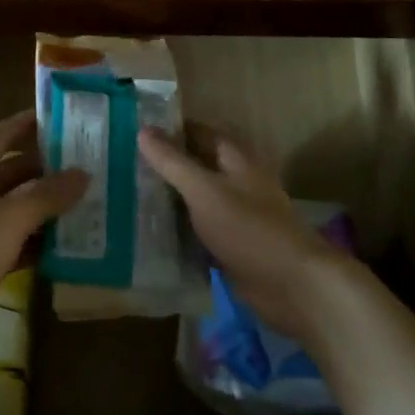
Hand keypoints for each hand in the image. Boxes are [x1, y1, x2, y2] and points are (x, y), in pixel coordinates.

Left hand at [0, 110, 87, 370]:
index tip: (62, 116)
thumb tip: (84, 173)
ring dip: (49, 206)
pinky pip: (19, 241)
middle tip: (91, 162)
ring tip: (92, 198)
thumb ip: (48, 193)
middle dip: (49, 168)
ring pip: (19, 208)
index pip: (2, 134)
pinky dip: (41, 240)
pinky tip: (73, 241)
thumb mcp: (11, 215)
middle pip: (15, 171)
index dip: (28, 123)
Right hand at [138, 124, 352, 341]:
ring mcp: (235, 215)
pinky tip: (148, 234)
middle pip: (196, 166)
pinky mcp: (231, 246)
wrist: (291, 285)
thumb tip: (143, 130)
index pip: (198, 132)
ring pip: (195, 200)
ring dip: (169, 199)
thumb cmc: (248, 228)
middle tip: (122, 165)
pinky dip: (178, 231)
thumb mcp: (204, 190)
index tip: (134, 130)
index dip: (170, 129)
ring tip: (127, 195)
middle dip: (164, 165)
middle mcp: (236, 182)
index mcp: (235, 160)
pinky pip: (198, 231)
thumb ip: (173, 162)